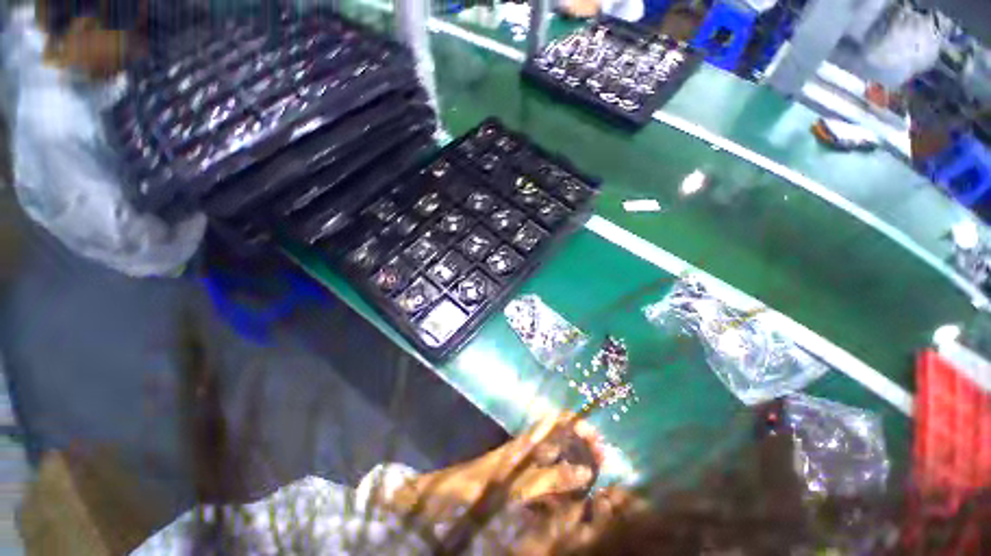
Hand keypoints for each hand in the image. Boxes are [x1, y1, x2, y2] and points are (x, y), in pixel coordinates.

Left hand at [386, 413, 604, 520]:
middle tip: (603, 463)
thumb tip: (583, 471)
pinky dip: (562, 489)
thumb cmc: (478, 488)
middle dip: (583, 447)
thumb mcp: (516, 483)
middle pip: (562, 439)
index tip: (599, 443)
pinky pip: (547, 483)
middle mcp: (529, 449)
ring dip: (576, 469)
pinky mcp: (520, 484)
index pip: (559, 420)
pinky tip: (572, 502)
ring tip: (595, 482)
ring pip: (557, 461)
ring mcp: (524, 467)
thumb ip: (550, 478)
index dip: (580, 425)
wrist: (445, 502)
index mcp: (528, 442)